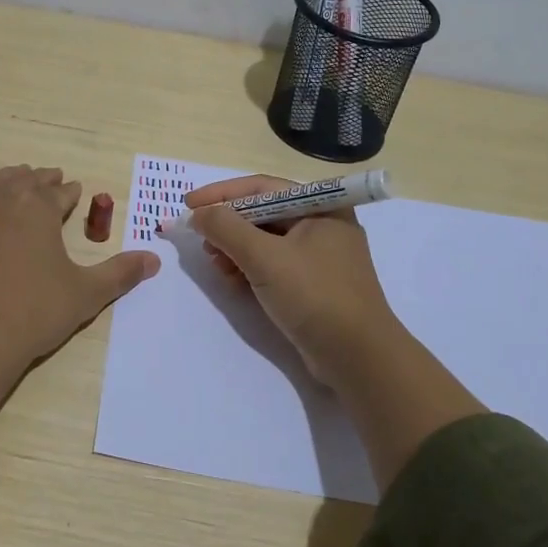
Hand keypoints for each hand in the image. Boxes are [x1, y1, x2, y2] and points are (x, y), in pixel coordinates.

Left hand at [0, 165, 160, 369]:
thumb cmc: (37, 310)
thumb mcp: (87, 293)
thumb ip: (120, 273)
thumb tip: (155, 260)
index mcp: (38, 210)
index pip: (58, 193)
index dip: (69, 191)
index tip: (76, 188)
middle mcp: (4, 206)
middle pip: (24, 182)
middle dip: (40, 178)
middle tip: (52, 176)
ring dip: (5, 179)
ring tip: (16, 176)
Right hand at [184, 174, 404, 389]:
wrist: (358, 358)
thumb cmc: (314, 296)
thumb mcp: (265, 258)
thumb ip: (226, 229)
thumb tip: (198, 213)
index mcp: (322, 206)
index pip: (261, 188)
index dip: (221, 194)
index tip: (188, 205)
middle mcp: (323, 224)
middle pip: (263, 213)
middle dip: (228, 226)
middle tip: (202, 241)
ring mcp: (321, 256)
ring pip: (267, 240)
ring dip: (236, 249)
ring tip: (217, 265)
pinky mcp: (315, 284)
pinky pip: (275, 264)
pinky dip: (251, 268)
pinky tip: (234, 281)